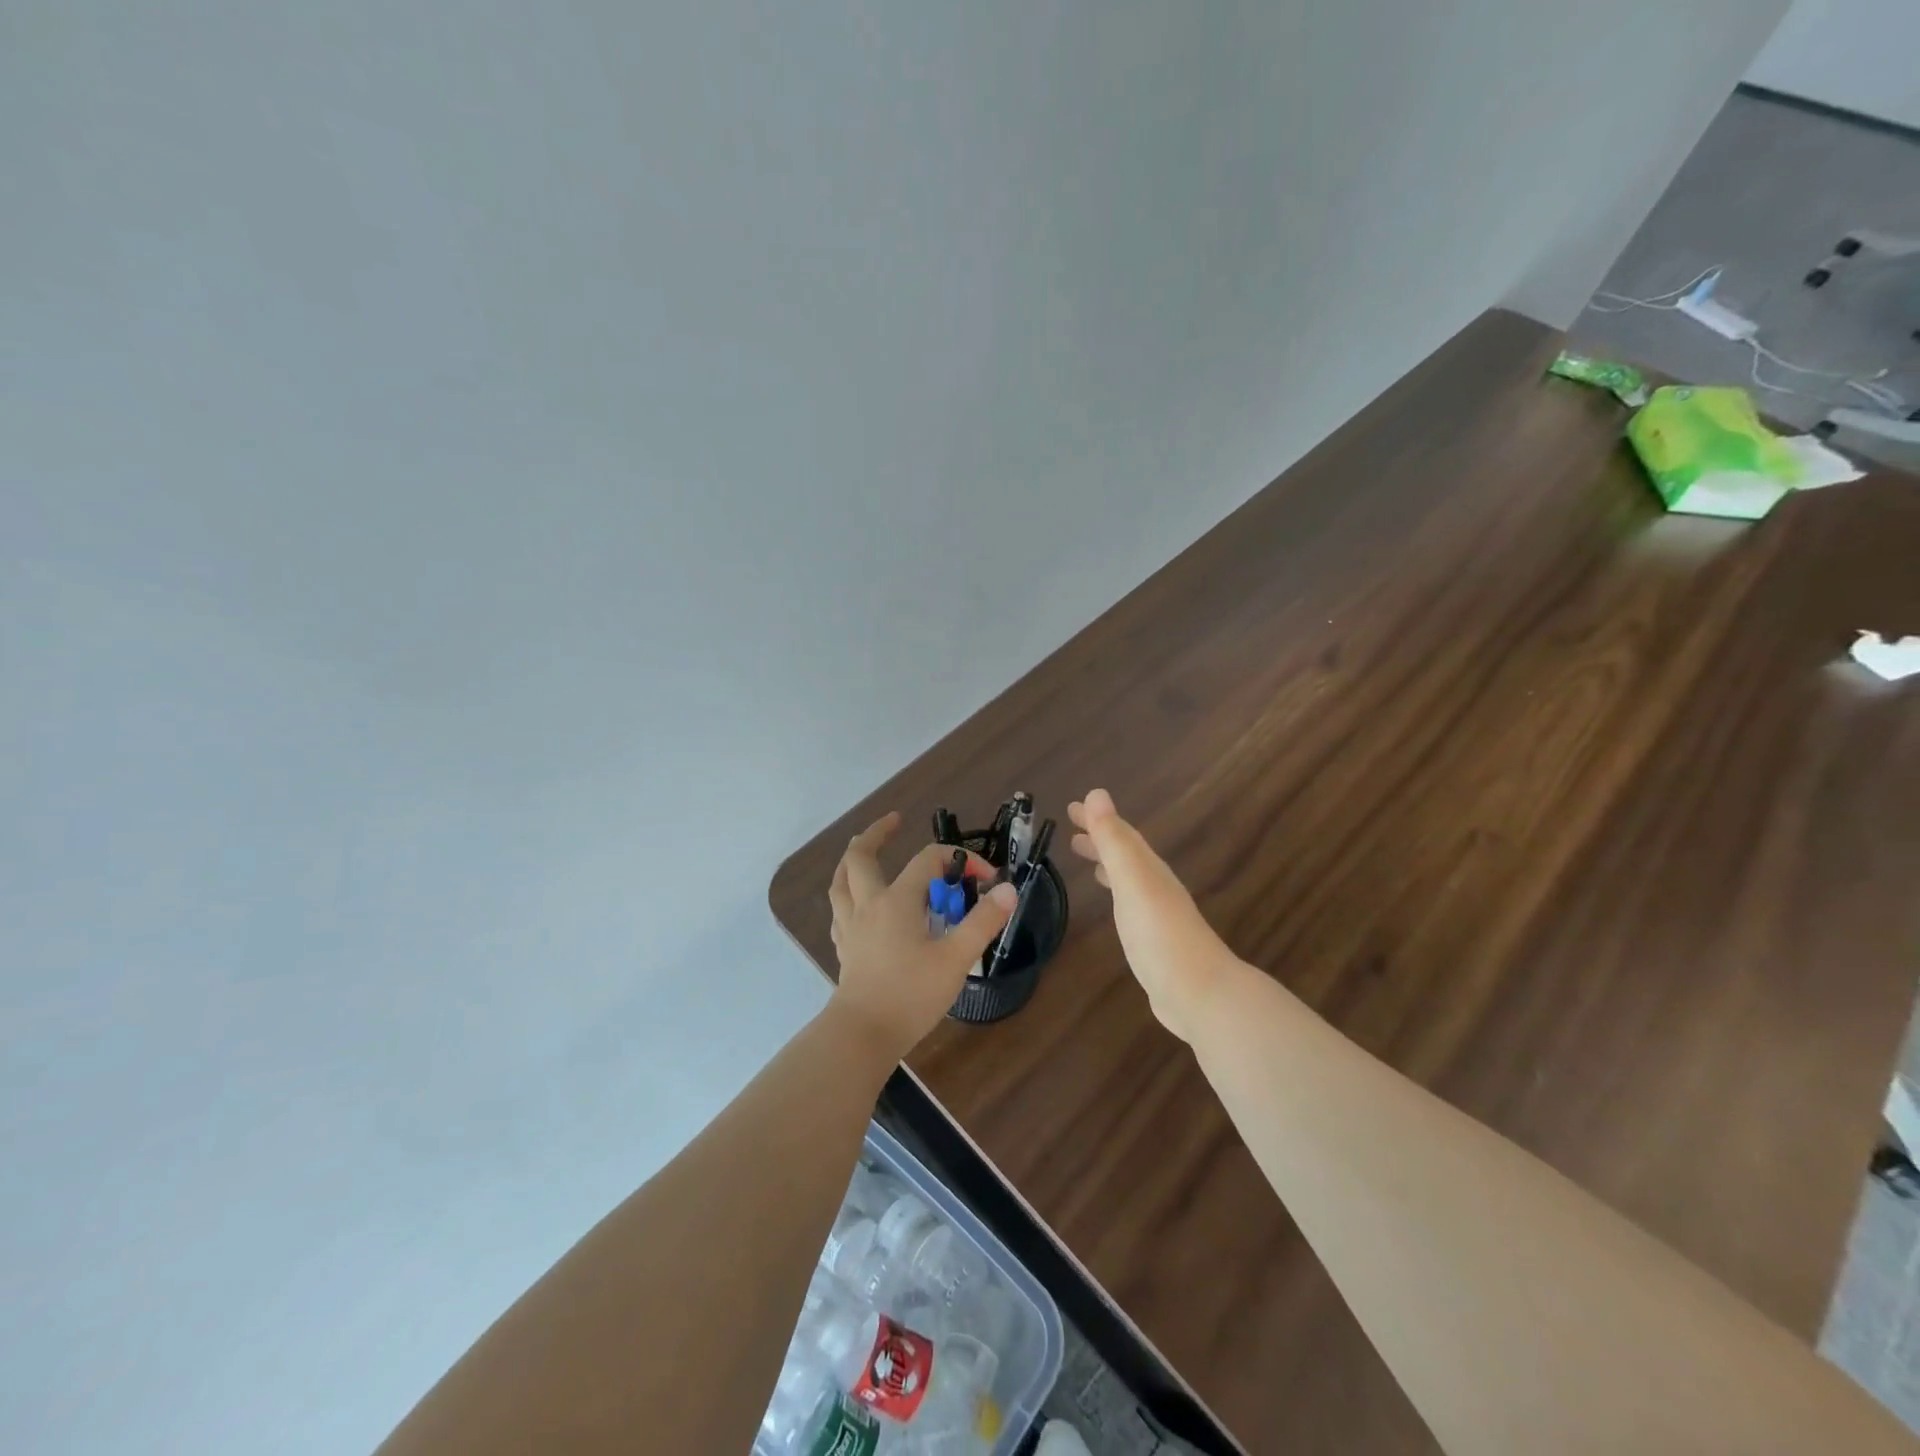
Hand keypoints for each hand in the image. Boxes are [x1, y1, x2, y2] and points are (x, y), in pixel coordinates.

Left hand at [827, 812, 1016, 1062]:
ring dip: (853, 859)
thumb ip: (983, 922)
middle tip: (894, 821)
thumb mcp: (956, 958)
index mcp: (897, 900)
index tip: (987, 879)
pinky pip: (840, 909)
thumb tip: (1007, 889)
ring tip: (864, 849)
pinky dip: (847, 895)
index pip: (929, 860)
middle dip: (877, 834)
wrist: (863, 1035)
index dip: (960, 860)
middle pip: (861, 856)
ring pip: (841, 880)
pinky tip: (856, 903)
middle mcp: (868, 904)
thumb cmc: (911, 994)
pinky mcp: (845, 948)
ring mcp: (851, 926)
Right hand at [1068, 789, 1237, 1042]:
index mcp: (1149, 869)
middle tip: (1070, 830)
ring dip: (1106, 863)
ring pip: (1128, 878)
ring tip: (1084, 859)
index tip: (1071, 807)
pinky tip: (1114, 908)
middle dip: (1100, 838)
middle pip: (1125, 854)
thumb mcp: (1132, 881)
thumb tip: (1096, 793)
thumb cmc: (1159, 934)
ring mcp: (1157, 916)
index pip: (1121, 834)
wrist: (1199, 993)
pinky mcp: (1154, 942)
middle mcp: (1155, 886)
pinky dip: (1116, 894)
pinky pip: (1129, 905)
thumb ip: (1114, 840)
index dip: (1098, 819)